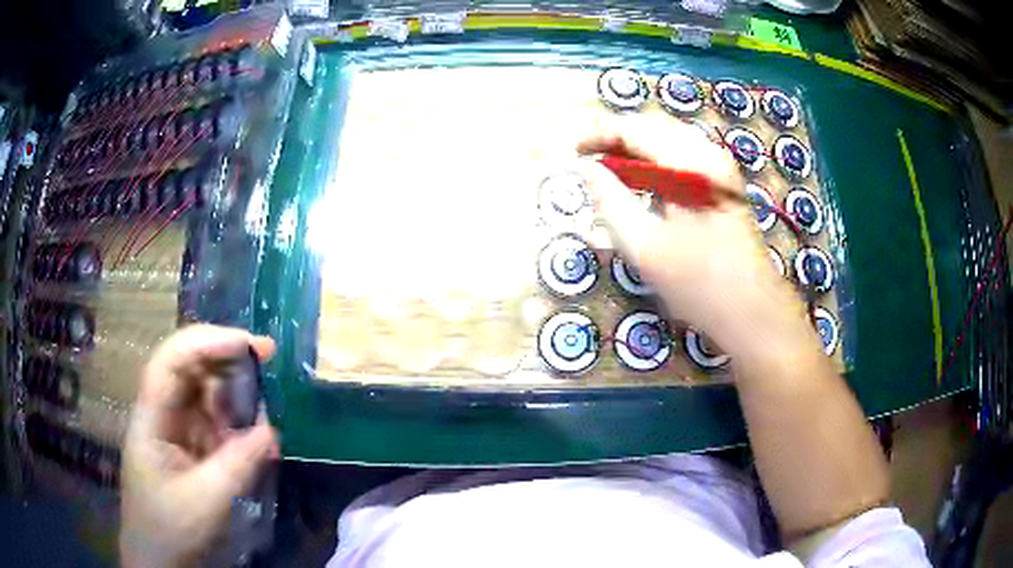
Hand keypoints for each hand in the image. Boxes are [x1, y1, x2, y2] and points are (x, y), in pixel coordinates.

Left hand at [120, 325, 278, 567]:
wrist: (160, 558)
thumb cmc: (172, 529)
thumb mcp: (206, 501)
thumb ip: (238, 464)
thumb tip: (272, 430)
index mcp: (152, 417)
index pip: (172, 360)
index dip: (208, 342)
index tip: (249, 345)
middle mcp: (162, 412)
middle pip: (190, 367)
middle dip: (226, 357)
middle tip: (268, 358)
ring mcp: (176, 429)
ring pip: (205, 392)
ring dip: (237, 394)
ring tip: (266, 411)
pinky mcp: (190, 446)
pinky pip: (215, 422)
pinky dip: (238, 425)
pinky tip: (258, 440)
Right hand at [574, 116, 813, 356]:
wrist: (752, 311)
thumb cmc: (700, 283)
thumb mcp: (645, 247)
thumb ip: (610, 202)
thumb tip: (588, 170)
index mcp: (692, 163)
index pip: (636, 129)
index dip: (599, 134)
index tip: (571, 151)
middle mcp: (709, 154)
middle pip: (653, 126)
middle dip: (615, 137)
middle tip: (586, 158)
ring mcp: (720, 169)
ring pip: (667, 140)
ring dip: (634, 148)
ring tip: (606, 168)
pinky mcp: (722, 185)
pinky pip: (680, 157)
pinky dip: (653, 162)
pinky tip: (639, 182)